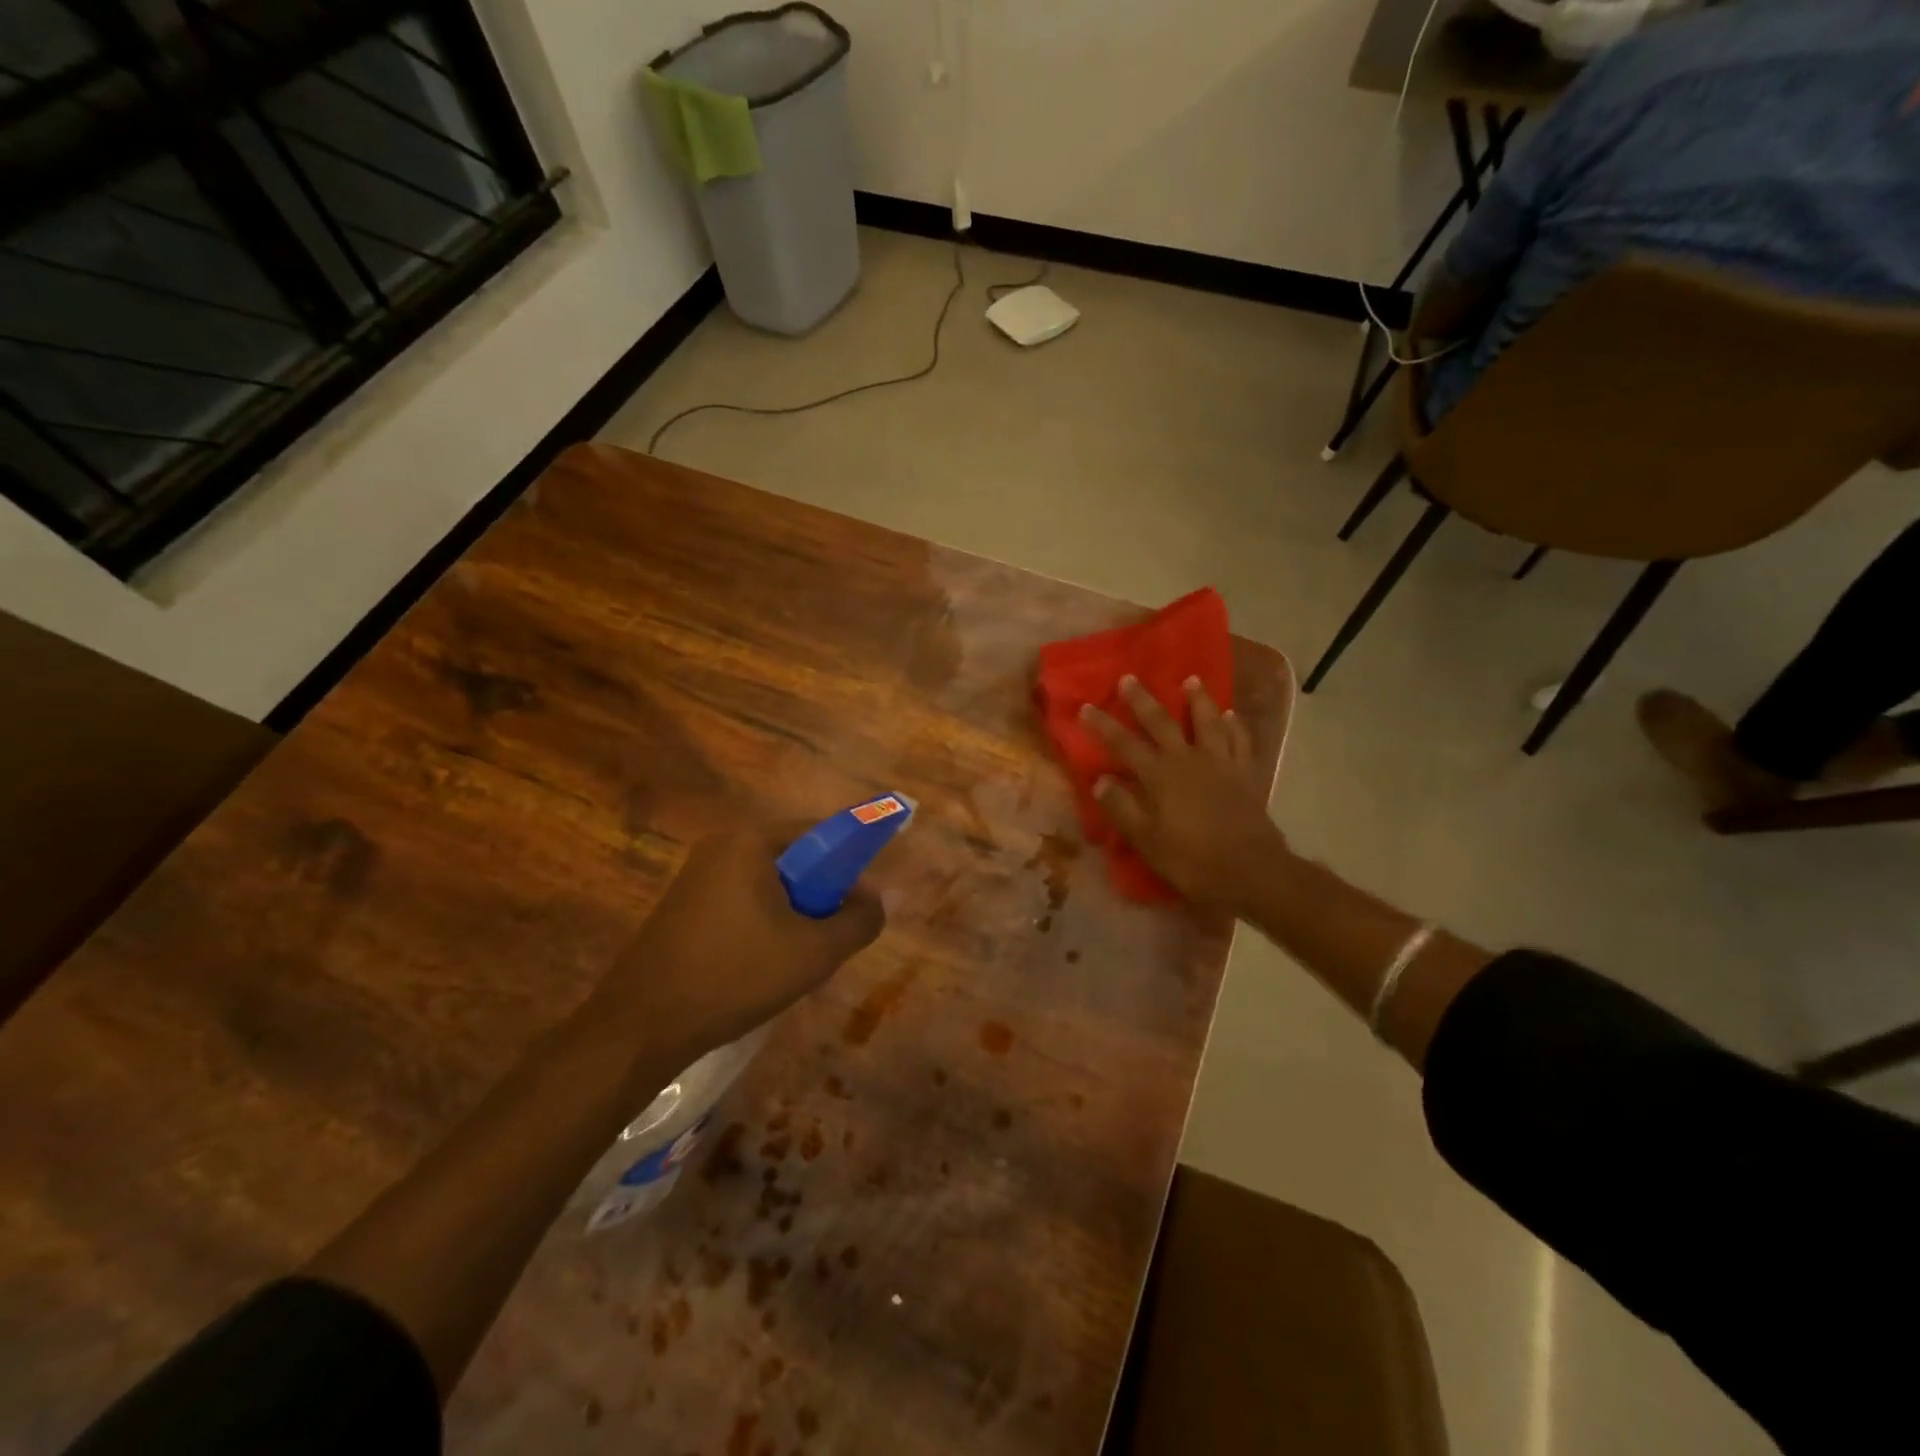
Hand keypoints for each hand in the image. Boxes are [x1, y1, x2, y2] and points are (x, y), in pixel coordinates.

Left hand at [598, 824, 886, 1059]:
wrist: (640, 1026)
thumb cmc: (735, 976)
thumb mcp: (814, 952)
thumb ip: (860, 920)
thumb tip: (876, 900)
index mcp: (751, 840)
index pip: (822, 832)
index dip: (852, 864)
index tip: (862, 904)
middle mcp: (722, 844)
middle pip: (796, 858)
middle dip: (821, 895)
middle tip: (829, 939)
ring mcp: (698, 873)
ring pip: (770, 883)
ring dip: (794, 913)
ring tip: (796, 958)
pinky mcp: (684, 903)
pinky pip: (743, 899)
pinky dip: (765, 923)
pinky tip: (761, 965)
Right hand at [1082, 677, 1283, 912]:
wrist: (1251, 870)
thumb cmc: (1192, 860)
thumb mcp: (1147, 841)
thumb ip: (1122, 808)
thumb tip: (1100, 780)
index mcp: (1160, 776)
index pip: (1124, 744)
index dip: (1103, 725)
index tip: (1086, 706)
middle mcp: (1188, 760)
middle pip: (1162, 723)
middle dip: (1143, 701)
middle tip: (1129, 678)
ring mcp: (1220, 763)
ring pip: (1207, 722)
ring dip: (1198, 700)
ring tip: (1191, 680)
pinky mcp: (1244, 774)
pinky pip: (1240, 741)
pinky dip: (1235, 725)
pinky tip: (1232, 715)